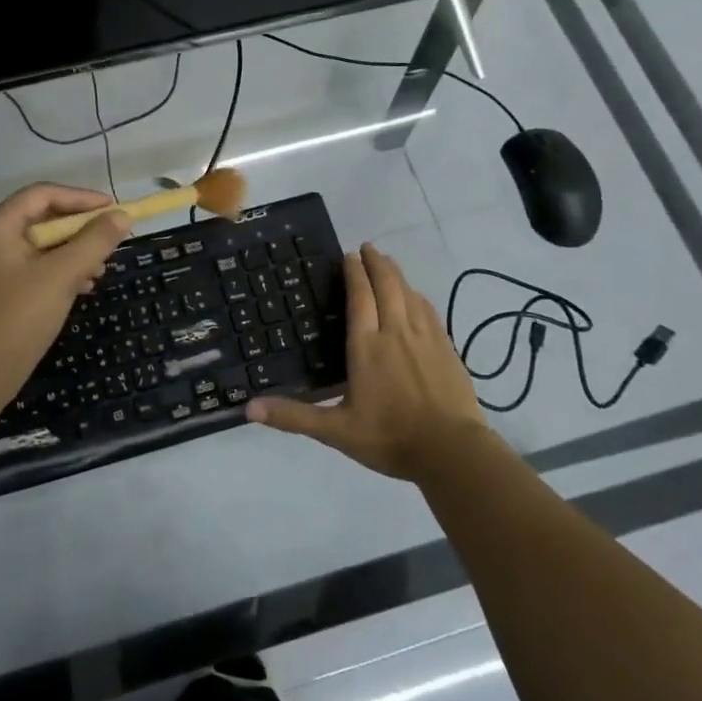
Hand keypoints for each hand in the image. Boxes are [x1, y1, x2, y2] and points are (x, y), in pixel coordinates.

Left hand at [0, 184, 131, 403]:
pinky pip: (29, 267)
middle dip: (79, 229)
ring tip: (99, 270)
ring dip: (71, 252)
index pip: (43, 194)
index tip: (114, 210)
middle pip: (40, 218)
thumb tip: (122, 216)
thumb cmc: (19, 317)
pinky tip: (80, 288)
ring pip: (37, 245)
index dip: (82, 198)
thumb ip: (95, 241)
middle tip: (110, 241)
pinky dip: (56, 270)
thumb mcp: (63, 274)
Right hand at [246, 243, 490, 481]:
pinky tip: (416, 297)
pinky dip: (418, 296)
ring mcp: (426, 339)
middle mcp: (396, 333)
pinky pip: (429, 311)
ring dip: (397, 275)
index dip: (354, 273)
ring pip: (410, 294)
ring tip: (388, 264)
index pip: (359, 297)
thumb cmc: (390, 438)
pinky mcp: (447, 349)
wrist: (453, 452)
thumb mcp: (336, 431)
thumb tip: (248, 408)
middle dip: (377, 263)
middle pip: (387, 286)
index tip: (348, 255)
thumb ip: (294, 417)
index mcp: (367, 347)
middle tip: (367, 247)